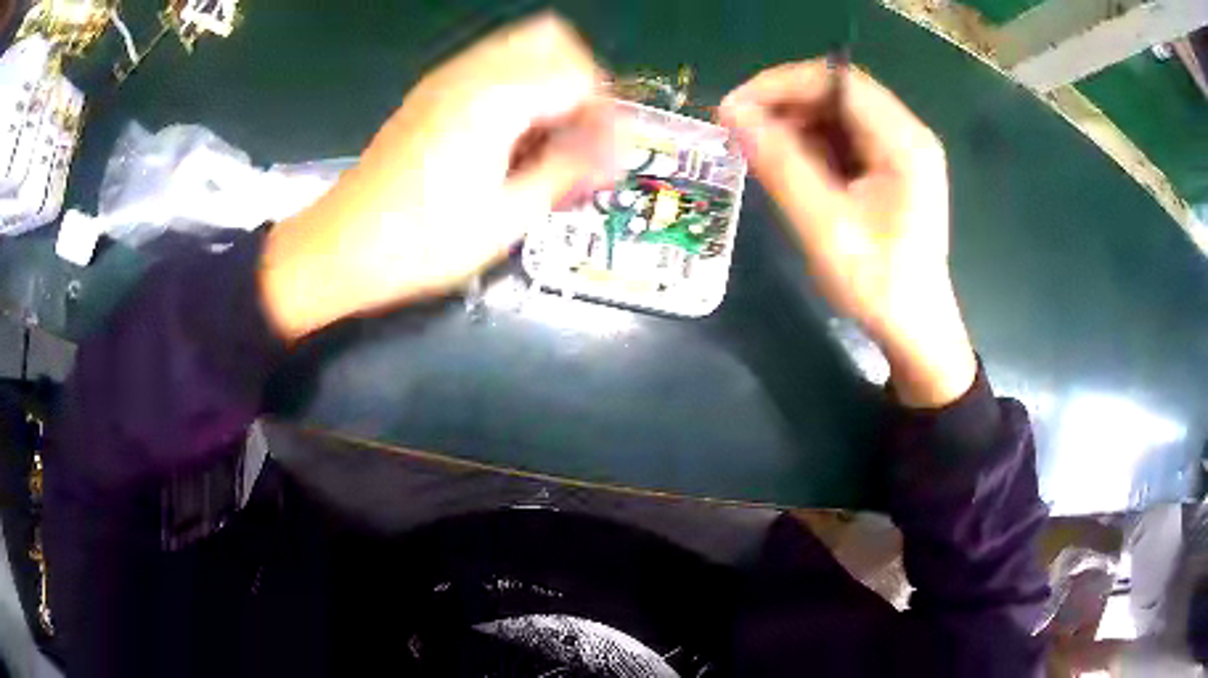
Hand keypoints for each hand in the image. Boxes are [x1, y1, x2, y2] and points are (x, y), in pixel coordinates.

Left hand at [259, 14, 616, 340]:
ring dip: (548, 83)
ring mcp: (446, 79)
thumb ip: (564, 172)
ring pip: (520, 48)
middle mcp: (472, 73)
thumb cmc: (422, 242)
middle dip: (580, 82)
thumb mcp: (506, 218)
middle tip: (582, 133)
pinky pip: (491, 68)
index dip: (605, 115)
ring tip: (550, 139)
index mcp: (496, 99)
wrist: (341, 248)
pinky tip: (512, 138)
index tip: (608, 158)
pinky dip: (517, 89)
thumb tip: (608, 155)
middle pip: (551, 40)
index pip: (579, 76)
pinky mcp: (430, 95)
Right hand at [718, 60, 975, 407]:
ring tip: (759, 151)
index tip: (736, 106)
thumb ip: (781, 164)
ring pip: (838, 114)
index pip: (838, 80)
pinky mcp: (891, 169)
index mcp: (903, 142)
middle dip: (785, 103)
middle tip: (740, 130)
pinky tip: (789, 166)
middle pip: (838, 93)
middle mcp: (907, 135)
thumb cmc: (877, 283)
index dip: (782, 83)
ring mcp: (901, 152)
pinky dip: (811, 144)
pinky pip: (845, 139)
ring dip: (795, 123)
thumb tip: (732, 112)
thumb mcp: (825, 225)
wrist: (914, 329)